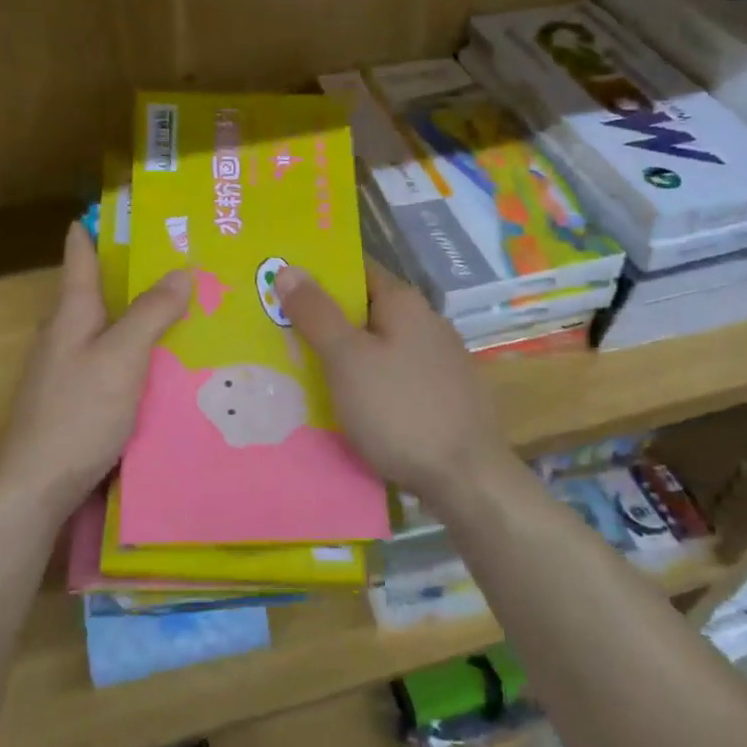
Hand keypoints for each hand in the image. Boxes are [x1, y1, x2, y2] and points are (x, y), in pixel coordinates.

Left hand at [0, 222, 191, 507]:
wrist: (37, 484)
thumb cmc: (78, 411)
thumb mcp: (122, 356)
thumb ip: (151, 313)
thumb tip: (182, 270)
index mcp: (72, 313)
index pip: (81, 257)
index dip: (93, 230)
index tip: (114, 206)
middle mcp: (65, 335)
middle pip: (97, 293)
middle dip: (131, 274)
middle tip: (178, 260)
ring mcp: (68, 370)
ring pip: (108, 330)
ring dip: (138, 317)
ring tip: (184, 309)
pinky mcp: (78, 401)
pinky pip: (114, 363)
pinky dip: (138, 353)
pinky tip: (166, 365)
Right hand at [275, 259, 509, 505]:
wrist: (466, 478)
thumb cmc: (399, 409)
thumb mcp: (346, 358)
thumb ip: (316, 313)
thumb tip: (288, 268)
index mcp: (404, 302)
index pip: (356, 269)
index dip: (319, 274)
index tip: (281, 284)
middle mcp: (427, 321)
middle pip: (366, 308)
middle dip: (326, 317)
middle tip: (280, 330)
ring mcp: (440, 359)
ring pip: (380, 344)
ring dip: (346, 352)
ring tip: (303, 367)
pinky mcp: (444, 394)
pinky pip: (394, 374)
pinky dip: (368, 379)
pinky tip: (348, 400)